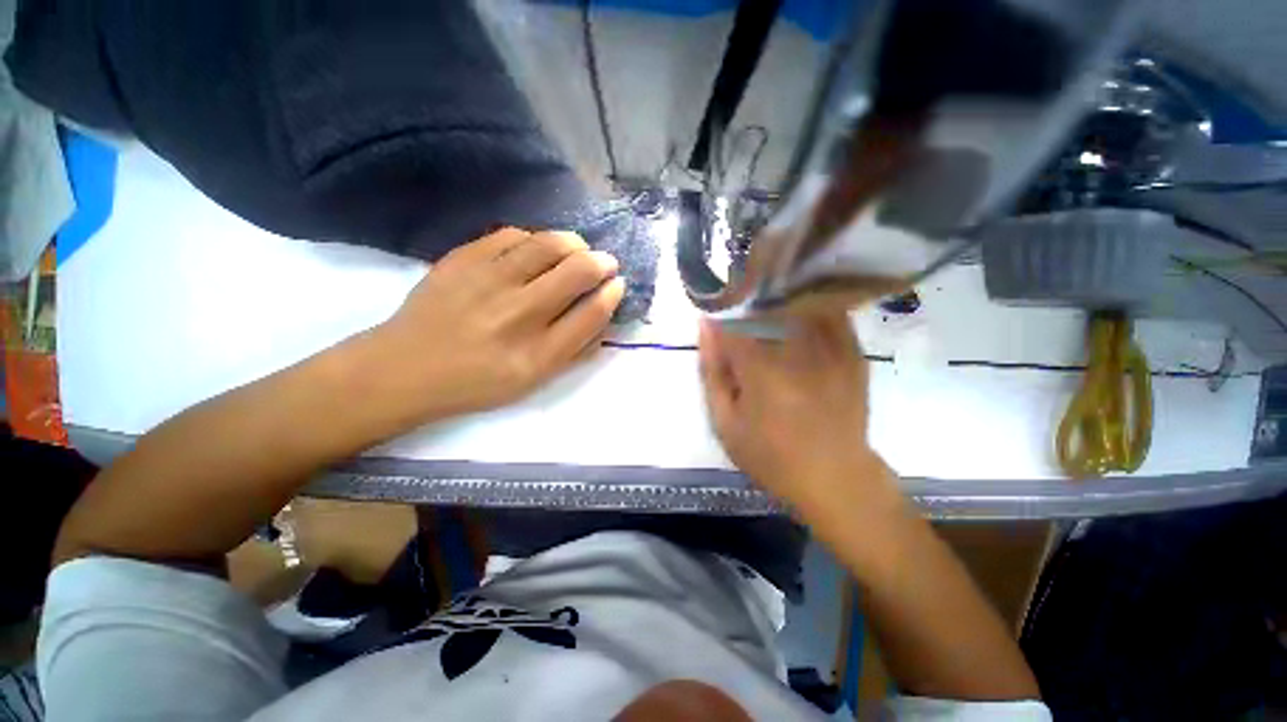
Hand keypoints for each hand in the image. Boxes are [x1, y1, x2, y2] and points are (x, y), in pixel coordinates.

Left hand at [368, 228, 623, 423]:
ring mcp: (488, 282)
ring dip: (574, 243)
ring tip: (577, 249)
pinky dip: (534, 239)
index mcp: (538, 355)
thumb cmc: (477, 382)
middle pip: (577, 272)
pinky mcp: (462, 260)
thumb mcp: (533, 381)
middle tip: (604, 262)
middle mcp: (518, 315)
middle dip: (601, 262)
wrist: (405, 369)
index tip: (617, 285)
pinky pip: (512, 235)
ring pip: (548, 245)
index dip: (611, 295)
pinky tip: (535, 249)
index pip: (591, 314)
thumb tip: (603, 315)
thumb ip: (573, 351)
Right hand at [698, 313, 884, 506]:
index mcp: (761, 370)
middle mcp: (797, 351)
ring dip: (777, 308)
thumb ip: (712, 372)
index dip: (720, 322)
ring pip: (797, 305)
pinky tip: (799, 323)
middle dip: (747, 313)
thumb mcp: (726, 423)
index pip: (733, 323)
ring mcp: (830, 349)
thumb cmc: (770, 456)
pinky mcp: (852, 353)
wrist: (834, 477)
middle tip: (742, 332)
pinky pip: (829, 315)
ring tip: (767, 323)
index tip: (716, 330)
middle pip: (765, 309)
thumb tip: (705, 327)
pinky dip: (809, 312)